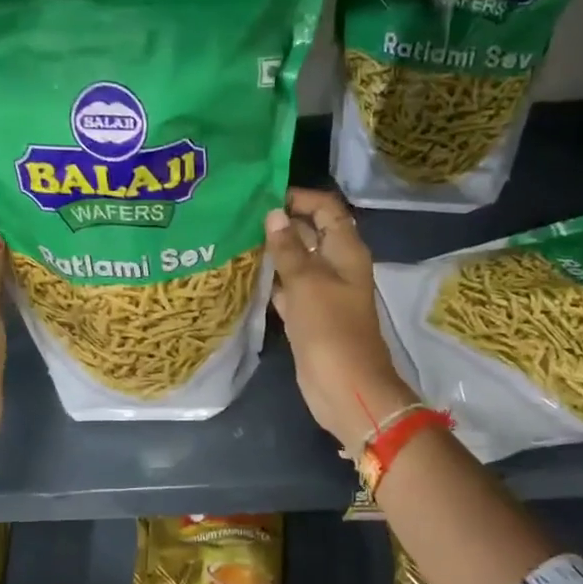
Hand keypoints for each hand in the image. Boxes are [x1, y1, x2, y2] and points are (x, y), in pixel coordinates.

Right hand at [264, 188, 416, 450]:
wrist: (344, 387)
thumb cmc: (329, 329)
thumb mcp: (306, 282)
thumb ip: (289, 248)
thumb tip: (274, 215)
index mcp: (346, 251)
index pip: (327, 209)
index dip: (300, 199)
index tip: (264, 196)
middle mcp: (337, 267)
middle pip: (311, 234)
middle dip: (281, 224)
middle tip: (240, 217)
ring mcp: (323, 294)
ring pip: (298, 263)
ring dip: (274, 254)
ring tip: (236, 241)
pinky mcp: (310, 318)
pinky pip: (290, 291)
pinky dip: (273, 283)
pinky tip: (246, 277)